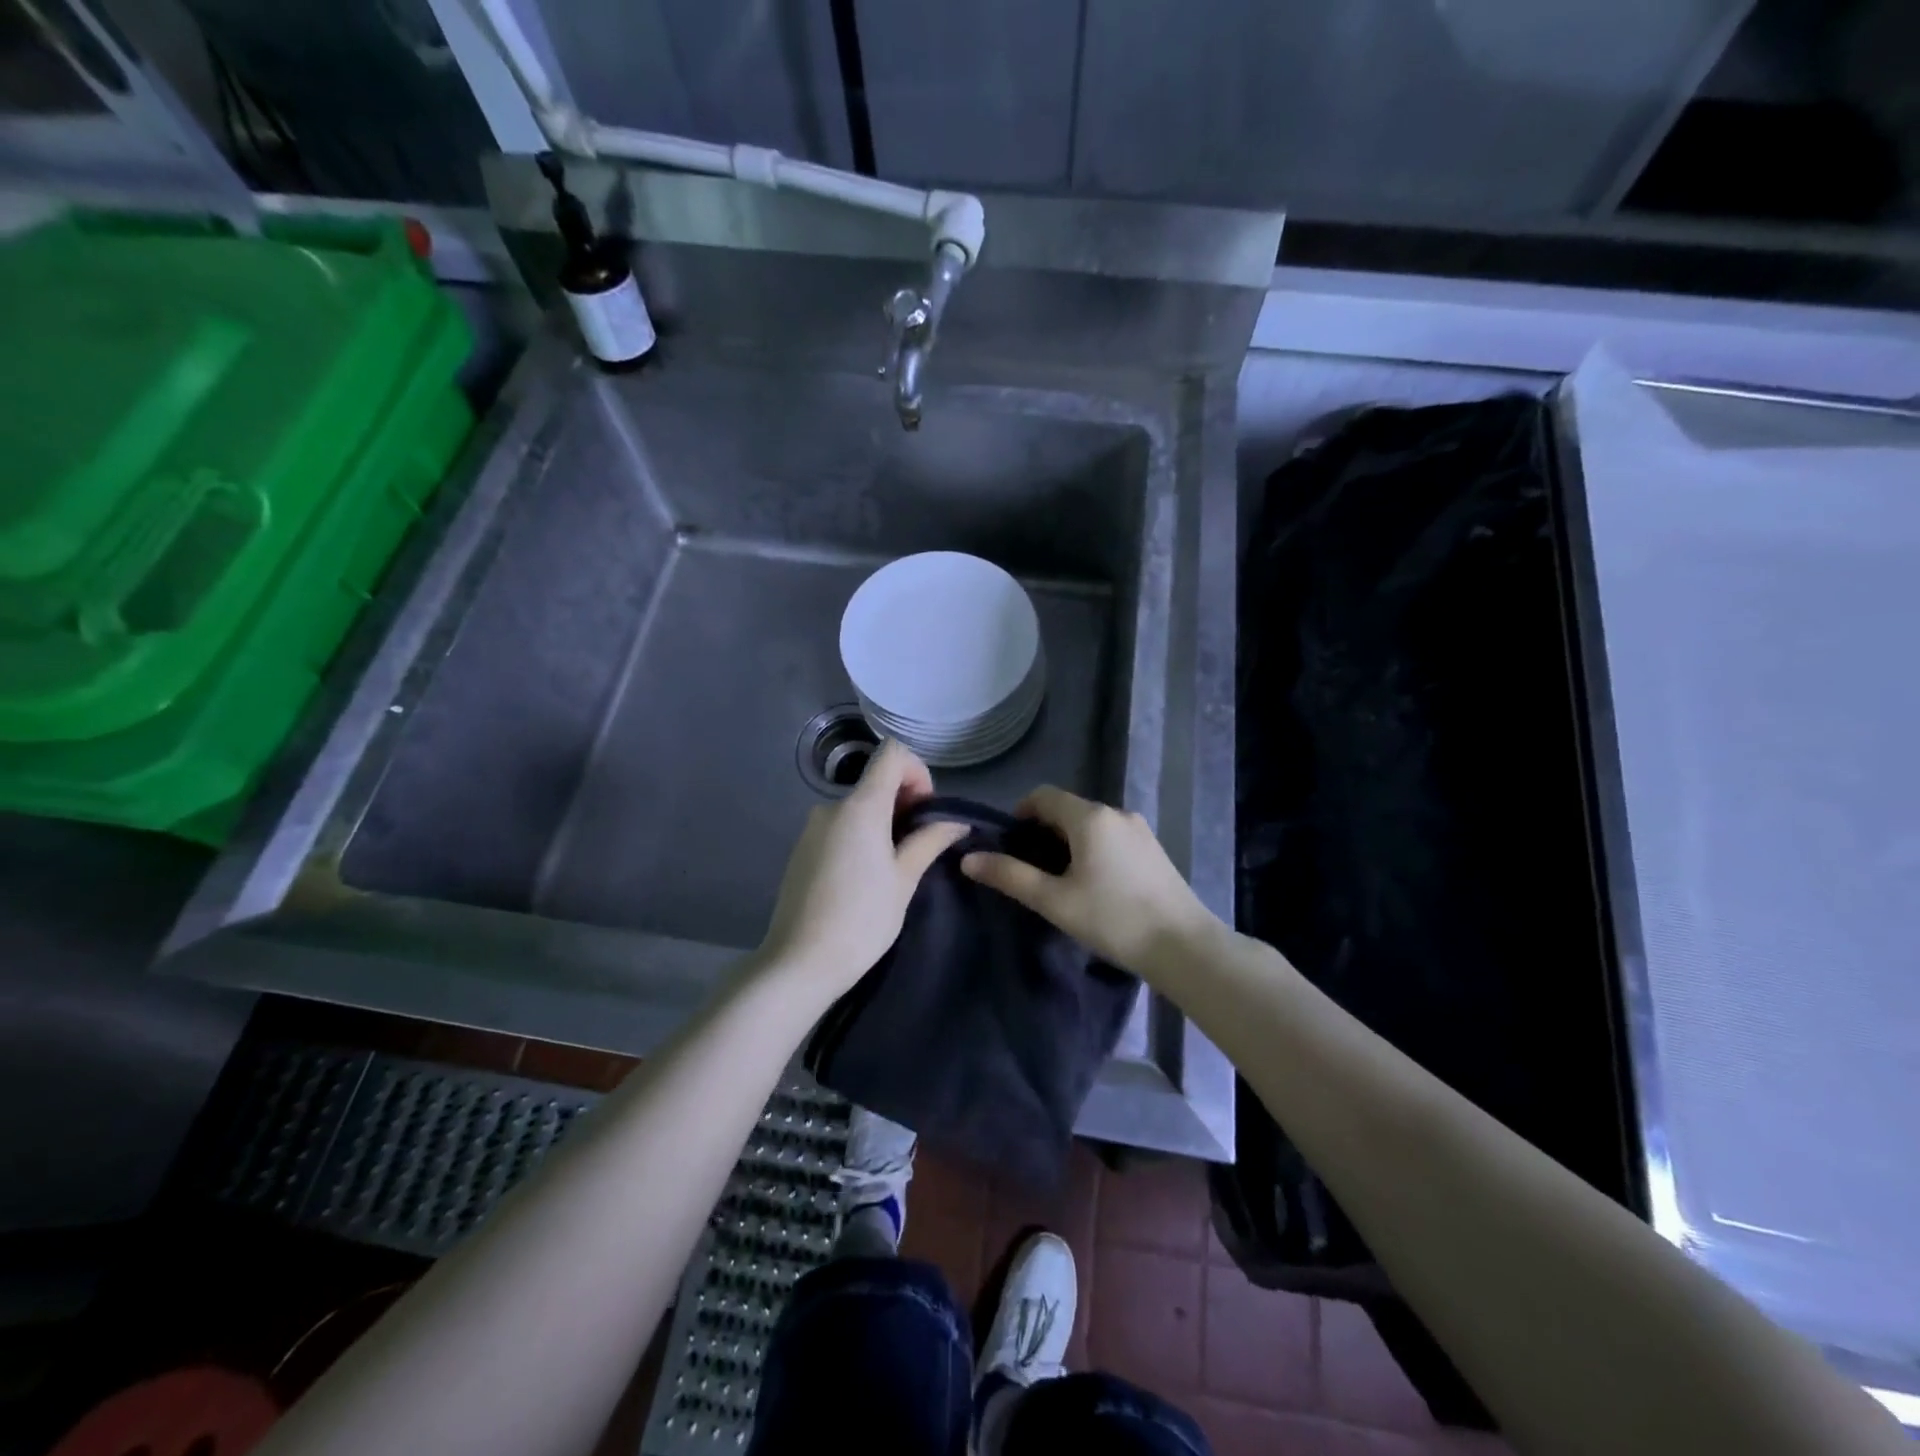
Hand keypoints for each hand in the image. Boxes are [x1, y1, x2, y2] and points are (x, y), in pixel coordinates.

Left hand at [757, 740, 968, 998]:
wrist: (799, 963)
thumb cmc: (861, 920)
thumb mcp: (904, 880)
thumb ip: (929, 841)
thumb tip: (956, 822)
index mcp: (860, 806)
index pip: (891, 753)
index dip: (917, 772)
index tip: (926, 810)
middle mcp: (831, 807)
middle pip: (875, 781)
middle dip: (904, 802)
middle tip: (920, 844)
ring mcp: (812, 828)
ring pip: (858, 807)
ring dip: (883, 822)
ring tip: (895, 866)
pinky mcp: (801, 849)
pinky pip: (839, 827)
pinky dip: (860, 836)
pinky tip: (865, 878)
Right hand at [961, 786, 1219, 978]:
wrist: (1183, 946)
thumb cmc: (1113, 919)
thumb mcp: (1054, 901)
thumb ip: (1009, 876)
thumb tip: (969, 858)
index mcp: (1090, 817)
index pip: (1044, 795)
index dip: (1020, 814)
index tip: (1009, 845)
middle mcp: (1116, 813)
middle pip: (1068, 809)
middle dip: (1043, 831)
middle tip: (1030, 869)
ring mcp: (1139, 830)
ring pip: (1091, 824)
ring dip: (1068, 842)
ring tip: (1059, 881)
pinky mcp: (1153, 849)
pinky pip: (1112, 837)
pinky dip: (1092, 849)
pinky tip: (1093, 885)